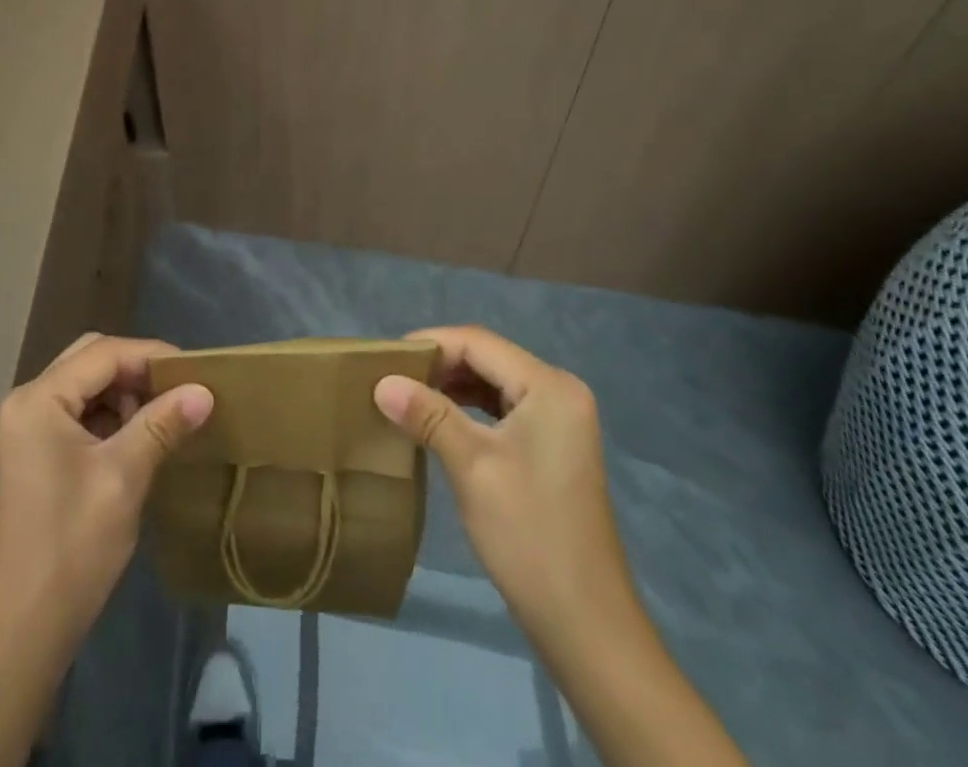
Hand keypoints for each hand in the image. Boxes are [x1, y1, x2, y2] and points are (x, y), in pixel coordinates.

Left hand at [0, 333, 213, 655]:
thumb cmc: (70, 548)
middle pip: (91, 361)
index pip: (104, 353)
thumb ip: (162, 424)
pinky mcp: (35, 454)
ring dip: (125, 394)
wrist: (20, 634)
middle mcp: (27, 402)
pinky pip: (78, 414)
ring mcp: (27, 429)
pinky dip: (110, 417)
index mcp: (39, 399)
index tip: (195, 371)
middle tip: (179, 391)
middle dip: (137, 371)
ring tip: (164, 418)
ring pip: (86, 386)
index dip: (151, 355)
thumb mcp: (123, 478)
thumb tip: (204, 390)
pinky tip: (139, 440)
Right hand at [373, 325, 628, 660]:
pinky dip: (469, 409)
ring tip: (407, 396)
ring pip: (493, 383)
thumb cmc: (528, 534)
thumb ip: (428, 414)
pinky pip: (503, 409)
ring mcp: (560, 421)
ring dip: (451, 386)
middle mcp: (560, 392)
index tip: (385, 359)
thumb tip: (381, 382)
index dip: (430, 344)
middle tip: (391, 378)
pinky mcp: (552, 447)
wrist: (585, 625)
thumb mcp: (472, 466)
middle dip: (439, 365)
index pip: (478, 343)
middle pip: (487, 359)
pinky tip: (438, 422)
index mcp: (550, 386)